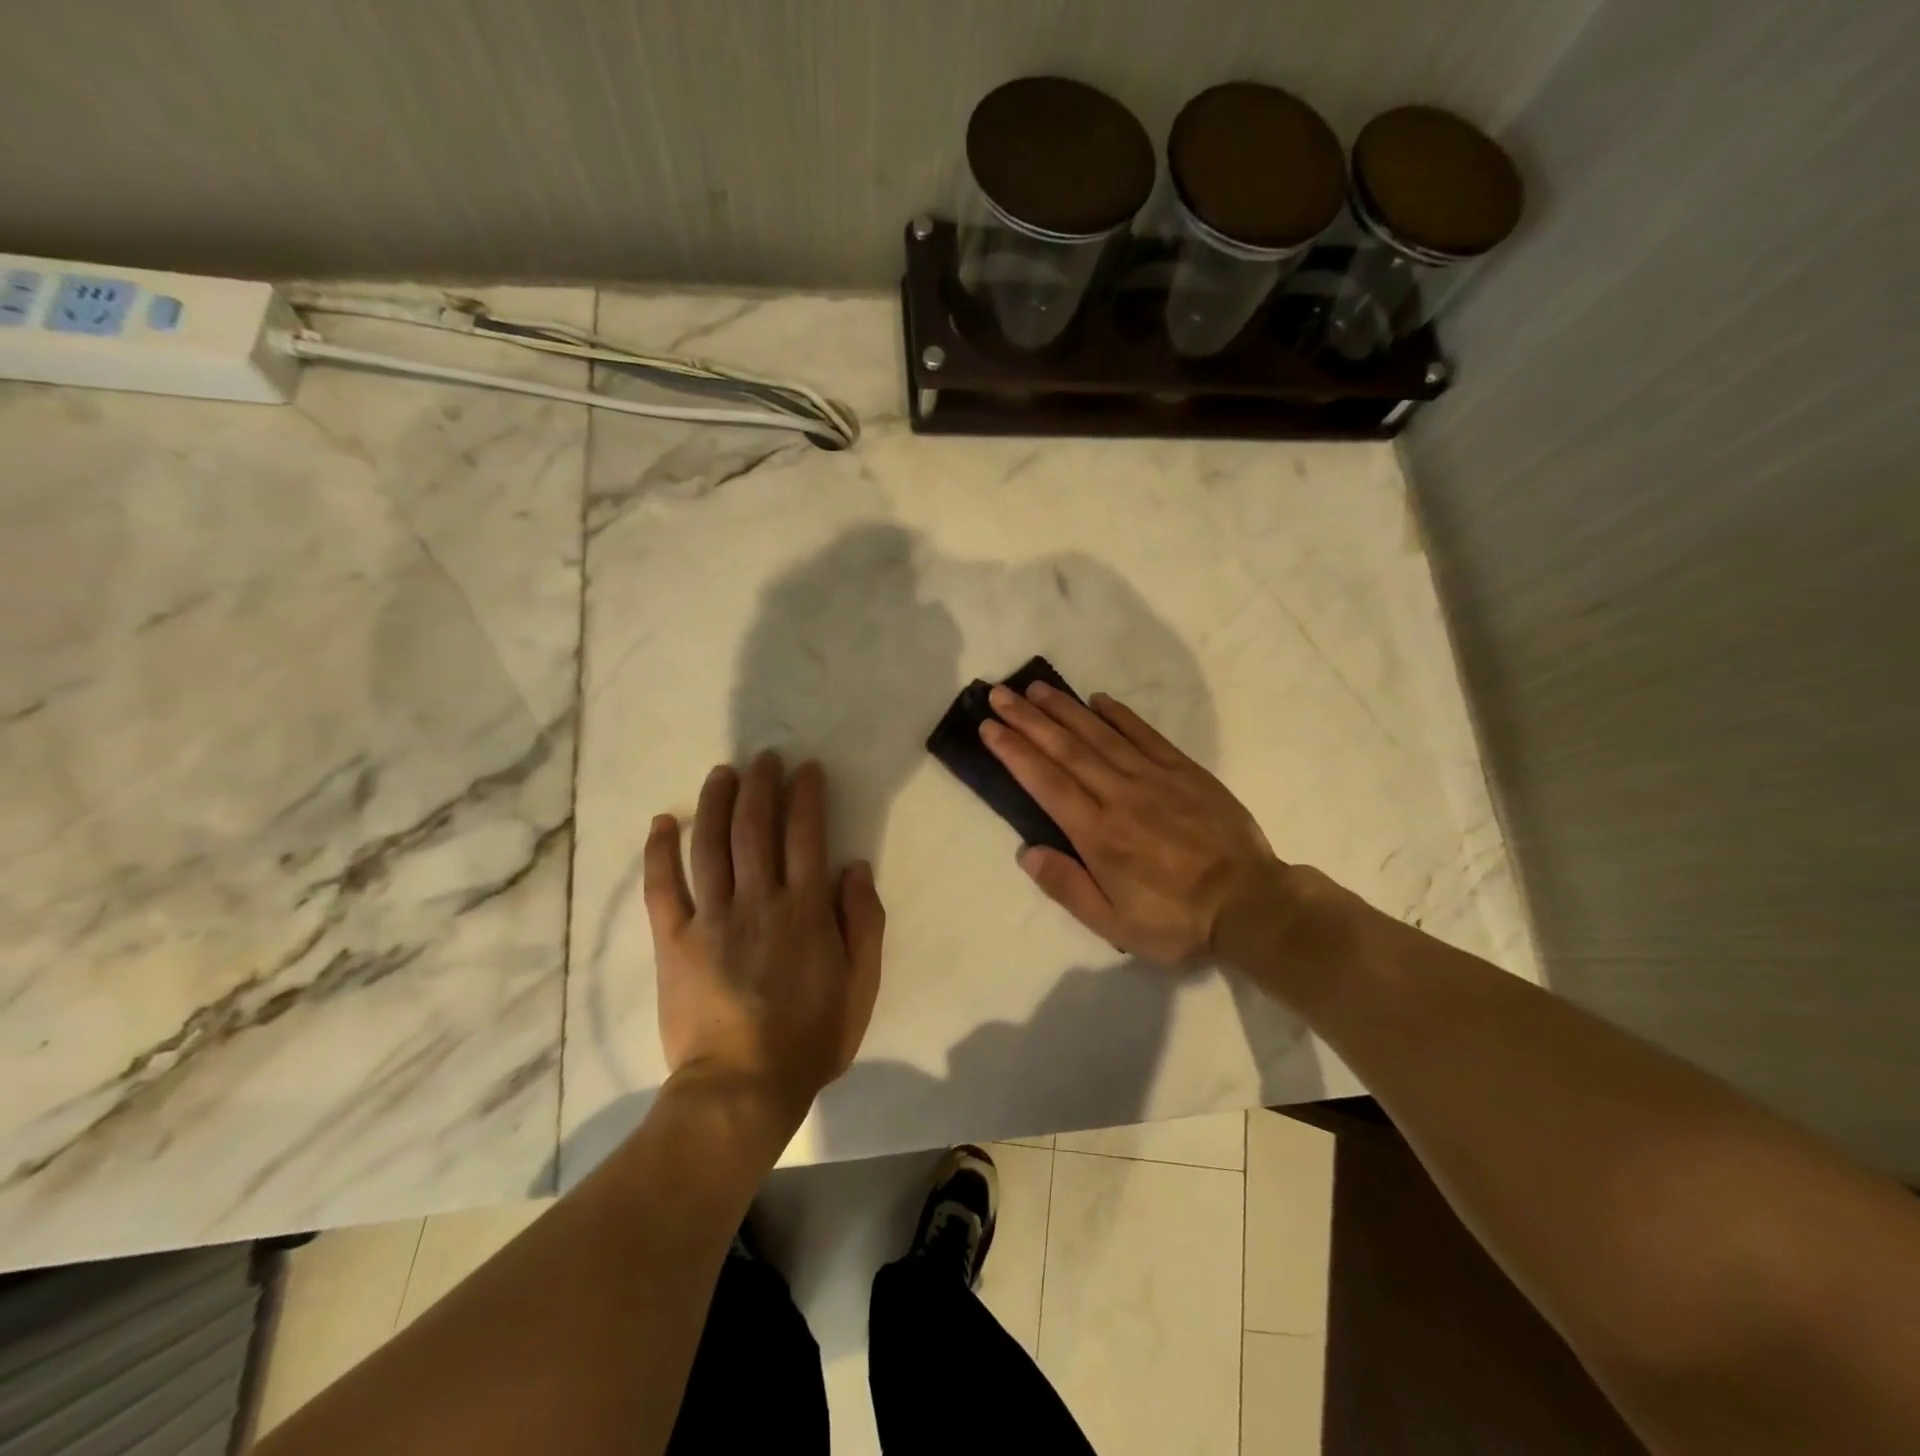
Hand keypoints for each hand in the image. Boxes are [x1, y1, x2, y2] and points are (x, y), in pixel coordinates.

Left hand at [644, 753, 884, 1132]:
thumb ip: (863, 922)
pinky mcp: (674, 941)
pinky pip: (663, 888)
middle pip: (756, 828)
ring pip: (711, 845)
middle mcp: (758, 900)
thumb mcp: (861, 984)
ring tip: (722, 773)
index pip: (806, 835)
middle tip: (764, 758)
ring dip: (716, 803)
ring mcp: (711, 918)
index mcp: (805, 909)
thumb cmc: (811, 1037)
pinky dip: (660, 851)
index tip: (806, 769)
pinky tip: (662, 822)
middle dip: (761, 786)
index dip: (806, 796)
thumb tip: (854, 867)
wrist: (742, 1087)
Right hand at [980, 682, 1285, 965]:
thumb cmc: (1176, 919)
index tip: (989, 727)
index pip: (1046, 782)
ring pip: (1100, 734)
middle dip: (1028, 719)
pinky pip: (1145, 734)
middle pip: (1066, 749)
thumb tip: (1026, 852)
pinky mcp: (1184, 771)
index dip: (1014, 752)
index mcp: (1098, 833)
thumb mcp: (1114, 923)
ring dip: (1065, 709)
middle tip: (999, 693)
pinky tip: (1098, 699)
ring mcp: (1154, 778)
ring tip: (1036, 688)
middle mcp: (1119, 795)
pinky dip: (1119, 715)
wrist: (1250, 903)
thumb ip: (1067, 887)